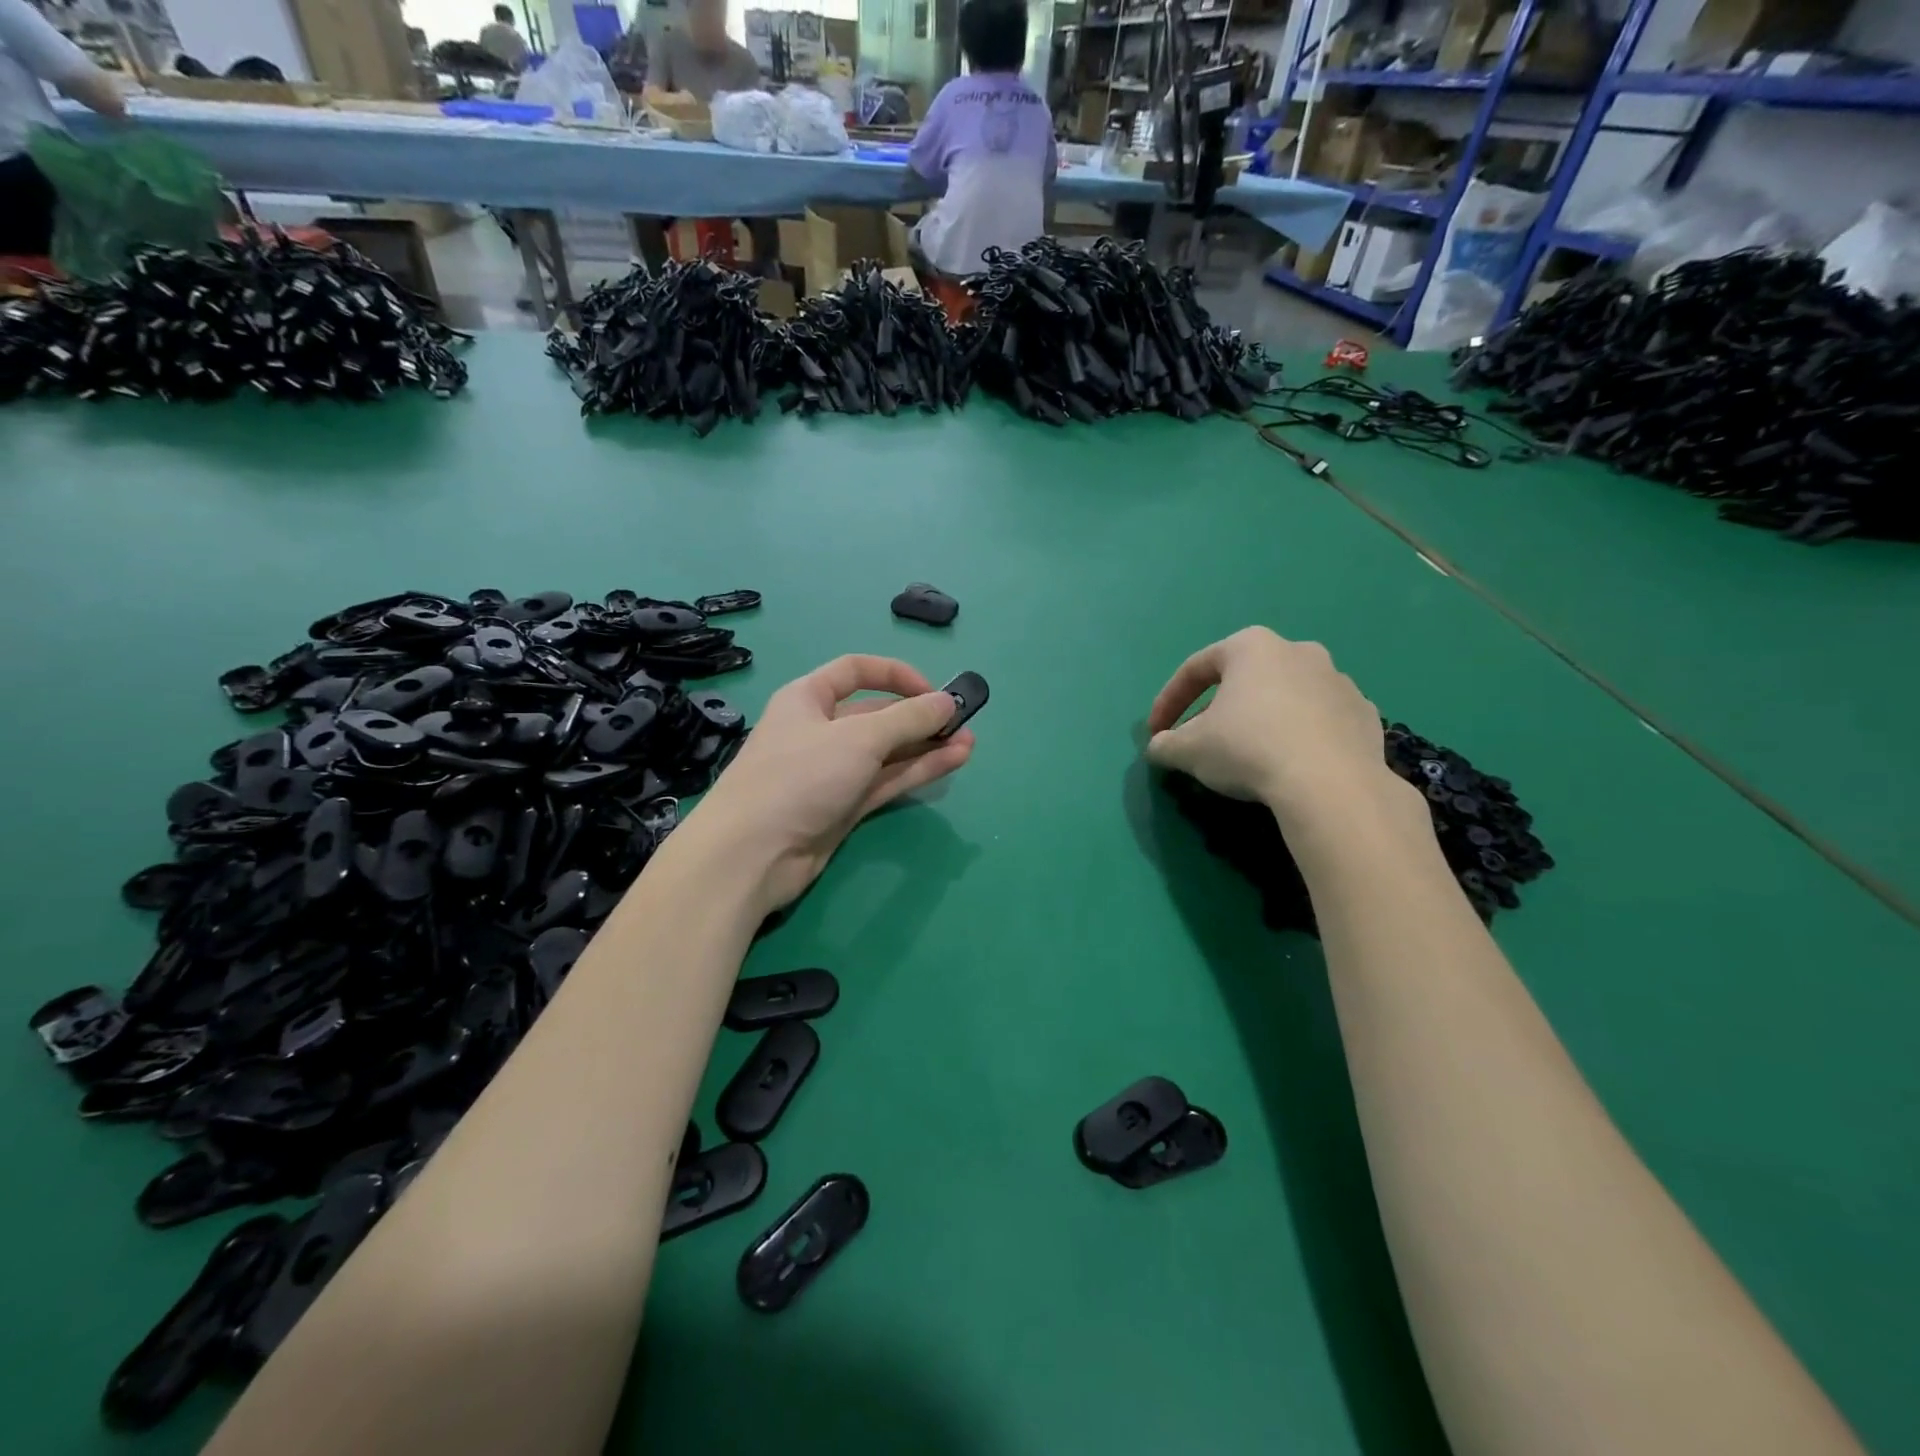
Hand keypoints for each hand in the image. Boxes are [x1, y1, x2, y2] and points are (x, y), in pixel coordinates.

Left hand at [694, 656, 975, 911]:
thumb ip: (908, 718)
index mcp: (808, 698)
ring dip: (925, 746)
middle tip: (963, 721)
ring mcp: (832, 771)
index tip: (933, 691)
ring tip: (969, 743)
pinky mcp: (843, 806)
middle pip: (877, 714)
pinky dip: (917, 771)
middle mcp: (820, 730)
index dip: (896, 675)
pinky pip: (886, 780)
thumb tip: (948, 701)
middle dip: (919, 716)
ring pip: (887, 751)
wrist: (753, 855)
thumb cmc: (800, 776)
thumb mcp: (859, 738)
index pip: (856, 671)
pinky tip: (952, 761)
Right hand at [1146, 627, 1398, 826]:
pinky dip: (1300, 738)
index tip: (1156, 733)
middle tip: (1201, 742)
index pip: (1196, 669)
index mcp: (1252, 647)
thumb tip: (1159, 747)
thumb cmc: (1248, 748)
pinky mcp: (1366, 715)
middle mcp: (1298, 651)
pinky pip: (1320, 722)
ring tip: (1248, 757)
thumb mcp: (1188, 750)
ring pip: (1285, 699)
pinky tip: (1290, 767)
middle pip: (1243, 680)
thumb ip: (1166, 744)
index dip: (1168, 702)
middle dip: (1217, 709)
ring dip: (1261, 721)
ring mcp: (1339, 681)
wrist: (1331, 784)